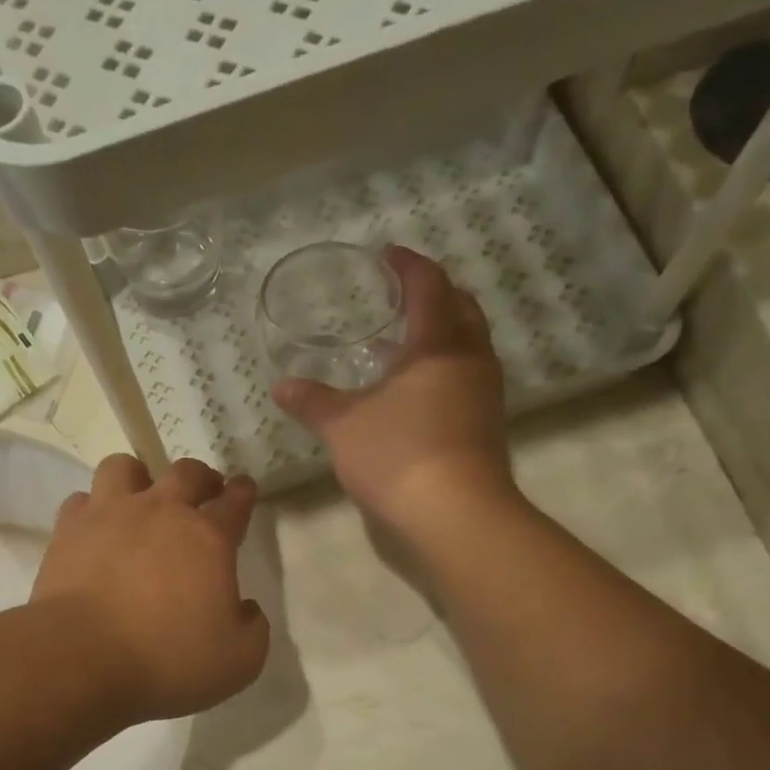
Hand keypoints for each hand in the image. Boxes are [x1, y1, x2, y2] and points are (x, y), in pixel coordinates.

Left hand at [33, 455, 269, 722]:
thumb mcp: (239, 661)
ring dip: (138, 478)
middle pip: (185, 473)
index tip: (244, 488)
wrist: (82, 659)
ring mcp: (110, 515)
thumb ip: (253, 629)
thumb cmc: (167, 661)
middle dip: (201, 477)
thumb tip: (245, 608)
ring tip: (140, 497)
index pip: (235, 502)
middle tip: (204, 491)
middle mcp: (161, 512)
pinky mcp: (69, 530)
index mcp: (208, 538)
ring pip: (124, 468)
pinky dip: (92, 508)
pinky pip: (82, 500)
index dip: (243, 493)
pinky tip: (96, 528)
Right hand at [273, 246, 519, 540]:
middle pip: (460, 308)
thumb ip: (313, 402)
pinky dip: (442, 366)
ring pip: (467, 344)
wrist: (457, 514)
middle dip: (433, 294)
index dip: (408, 266)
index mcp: (438, 344)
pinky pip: (465, 375)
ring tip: (402, 341)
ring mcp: (484, 392)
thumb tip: (283, 386)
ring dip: (440, 332)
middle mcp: (470, 359)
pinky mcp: (486, 423)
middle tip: (400, 295)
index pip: (429, 286)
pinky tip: (413, 390)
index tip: (386, 256)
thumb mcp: (343, 426)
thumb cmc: (398, 455)